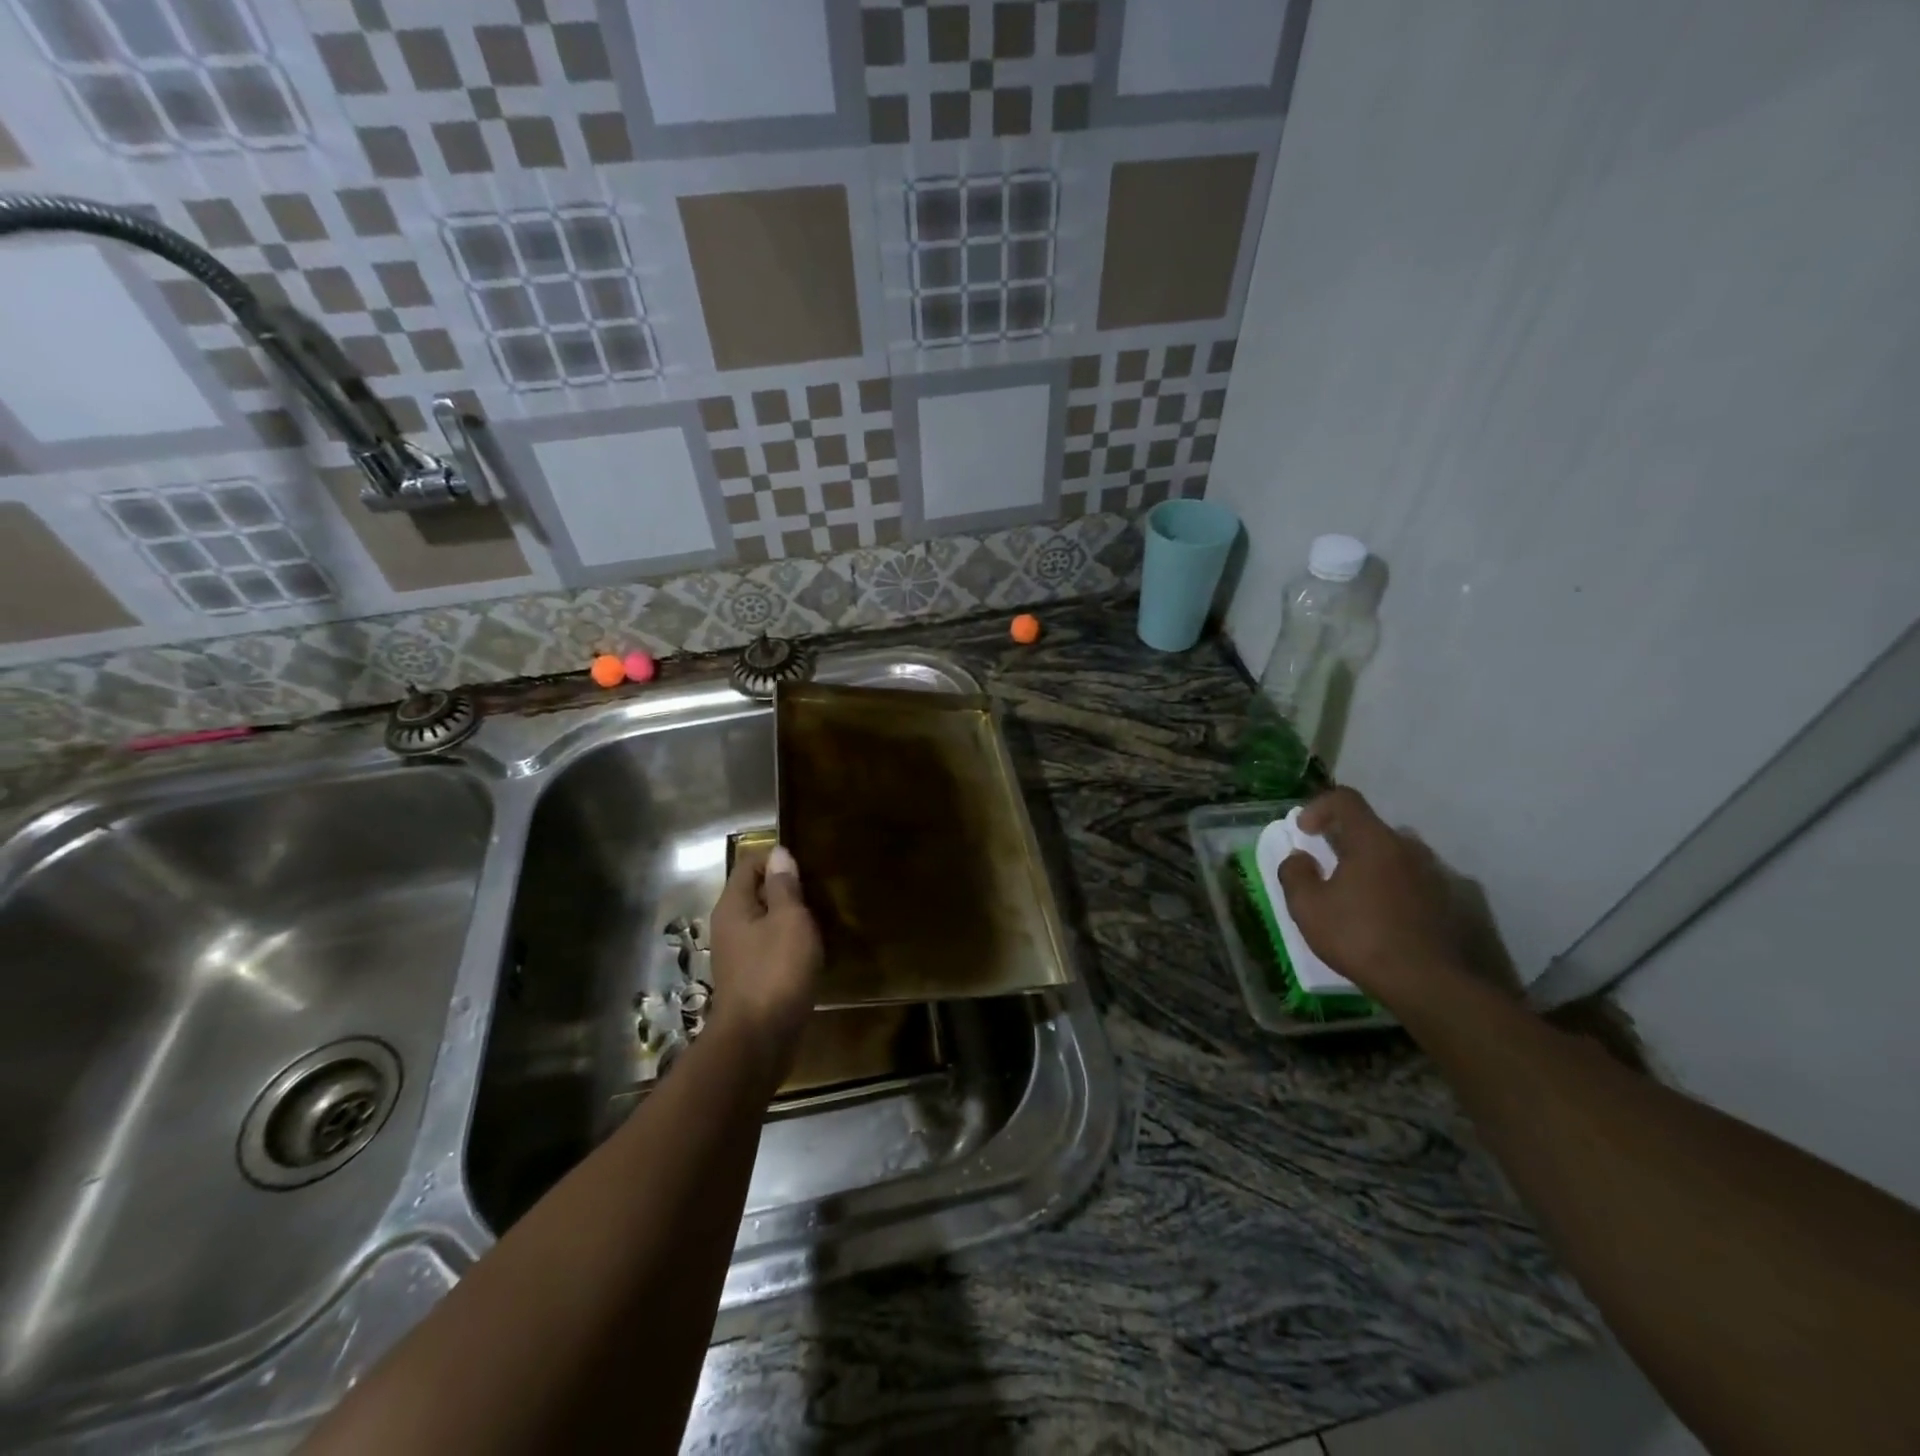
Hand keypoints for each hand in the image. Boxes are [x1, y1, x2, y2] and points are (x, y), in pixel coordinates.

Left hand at [708, 845, 822, 1063]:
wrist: (759, 1039)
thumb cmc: (776, 971)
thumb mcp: (789, 920)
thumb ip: (784, 886)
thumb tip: (779, 853)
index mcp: (733, 906)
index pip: (750, 865)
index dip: (777, 859)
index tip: (808, 865)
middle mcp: (729, 926)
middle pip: (756, 893)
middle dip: (786, 888)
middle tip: (820, 890)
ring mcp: (737, 955)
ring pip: (764, 922)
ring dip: (789, 918)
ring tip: (821, 918)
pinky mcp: (750, 978)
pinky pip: (769, 948)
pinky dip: (788, 943)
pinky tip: (810, 950)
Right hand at [1277, 787, 1464, 1005]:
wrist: (1431, 984)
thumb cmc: (1361, 937)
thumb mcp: (1308, 908)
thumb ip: (1295, 874)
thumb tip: (1299, 858)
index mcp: (1373, 840)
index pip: (1344, 799)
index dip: (1317, 807)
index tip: (1304, 832)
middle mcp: (1408, 848)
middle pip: (1370, 828)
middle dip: (1344, 841)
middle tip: (1327, 868)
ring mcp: (1435, 874)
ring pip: (1394, 856)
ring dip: (1370, 866)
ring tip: (1355, 898)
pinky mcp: (1450, 902)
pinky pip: (1413, 881)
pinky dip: (1393, 889)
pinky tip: (1383, 920)